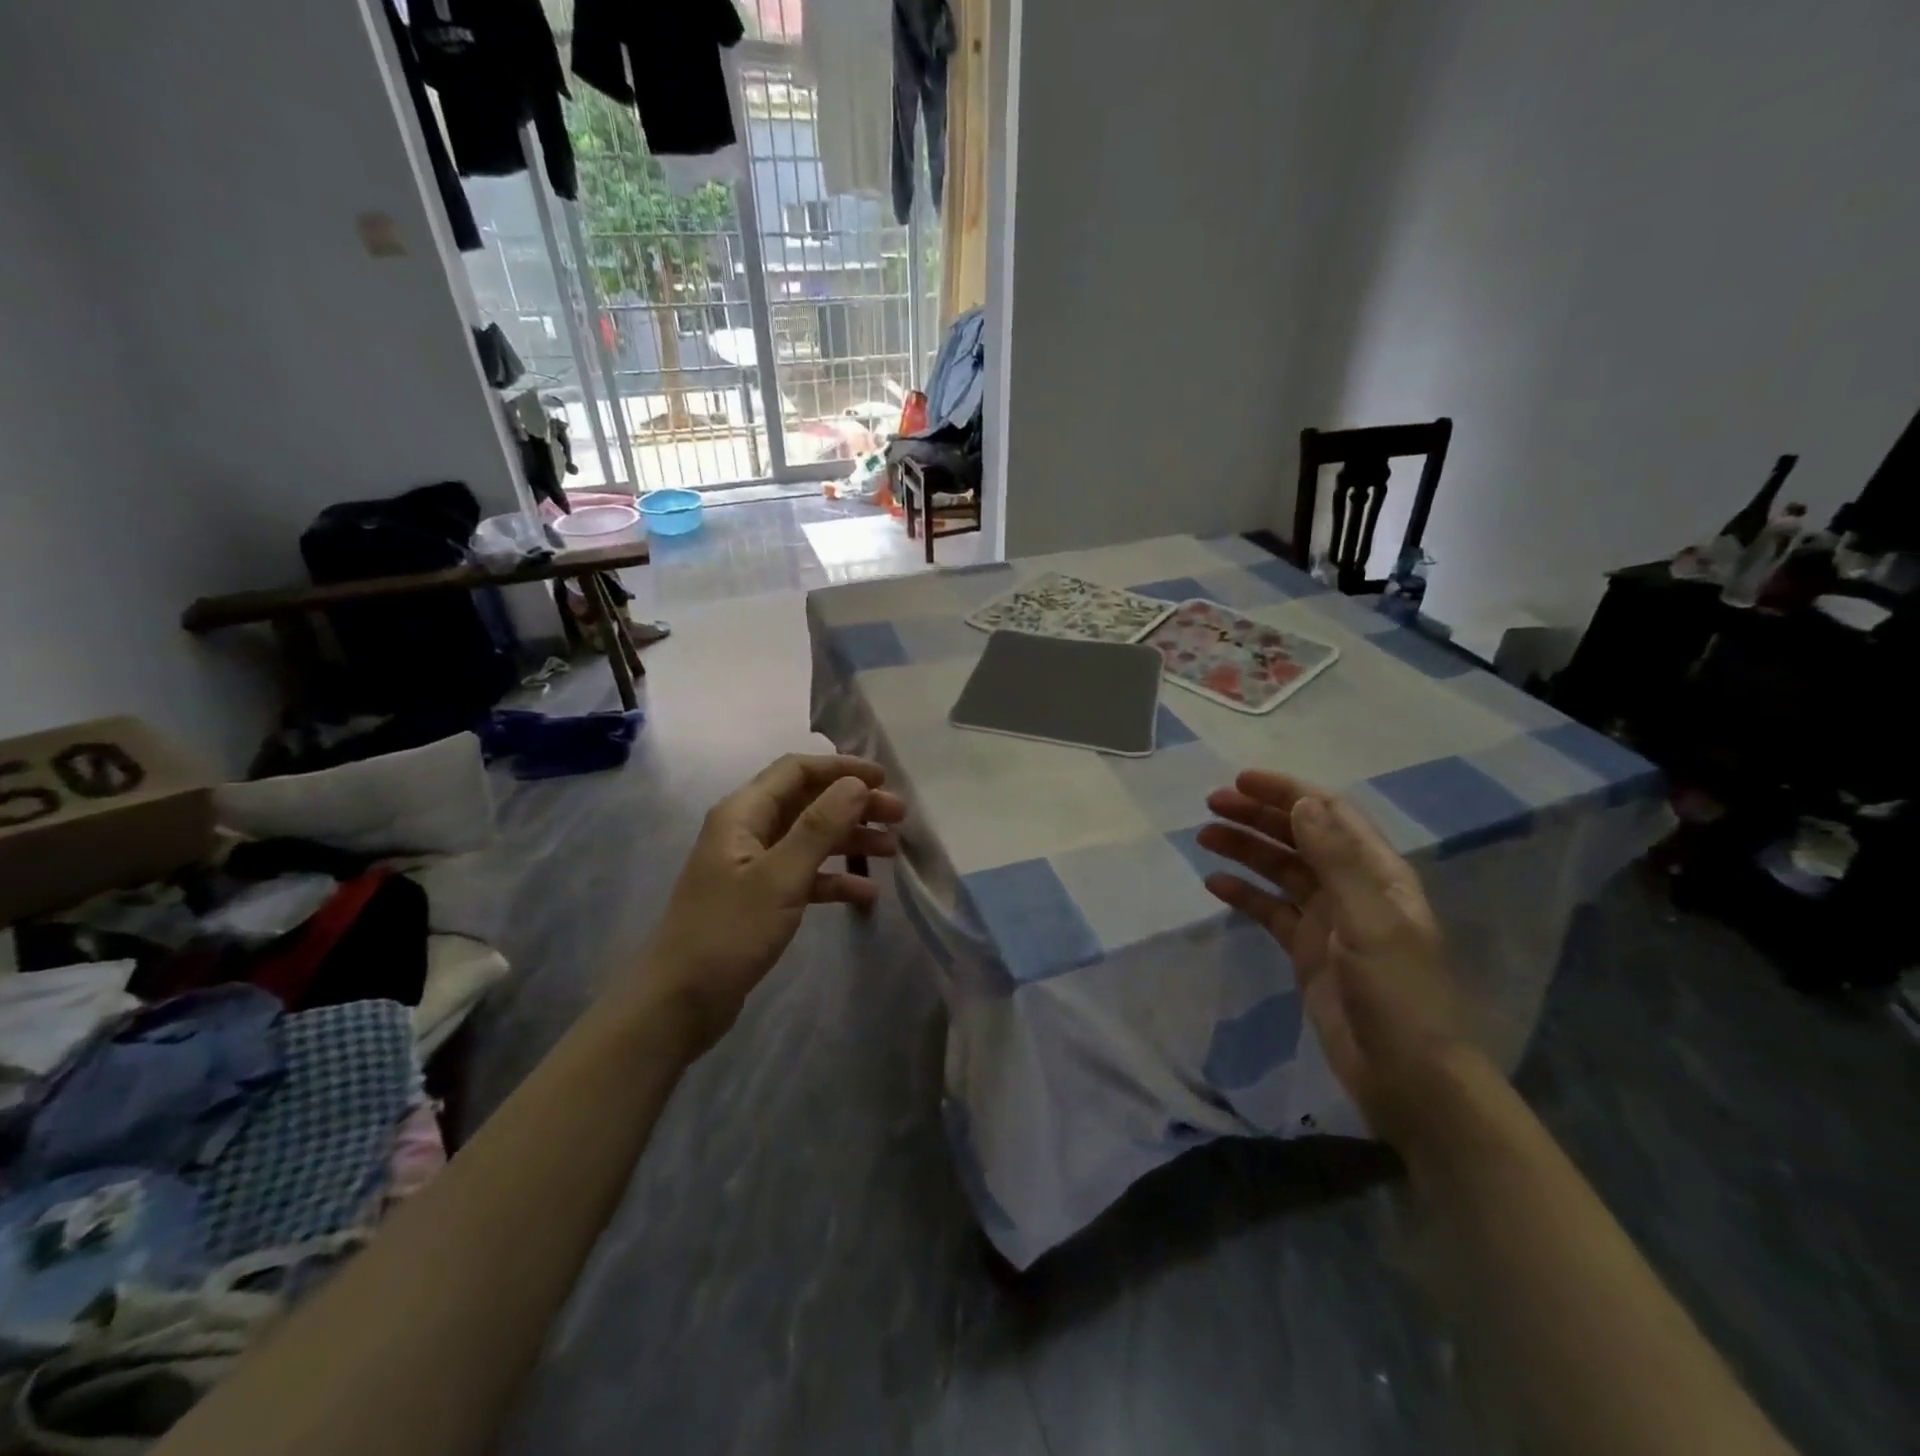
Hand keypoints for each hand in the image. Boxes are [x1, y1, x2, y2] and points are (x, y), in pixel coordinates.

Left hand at [639, 753, 905, 1048]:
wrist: (678, 1002)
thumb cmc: (728, 932)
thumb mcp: (780, 877)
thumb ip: (820, 826)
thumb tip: (857, 783)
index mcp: (743, 813)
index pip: (797, 770)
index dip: (841, 769)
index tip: (884, 779)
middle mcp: (746, 830)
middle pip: (808, 802)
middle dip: (853, 805)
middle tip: (898, 817)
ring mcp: (752, 866)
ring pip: (810, 839)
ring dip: (850, 840)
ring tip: (892, 850)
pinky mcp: (759, 899)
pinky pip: (804, 875)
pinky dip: (834, 878)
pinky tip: (866, 893)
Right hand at [1198, 770, 1475, 1146]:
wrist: (1409, 1079)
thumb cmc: (1399, 995)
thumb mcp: (1371, 922)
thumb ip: (1337, 860)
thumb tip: (1303, 802)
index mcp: (1377, 873)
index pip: (1330, 814)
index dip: (1287, 792)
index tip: (1241, 782)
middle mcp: (1352, 888)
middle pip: (1300, 837)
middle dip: (1258, 816)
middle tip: (1211, 805)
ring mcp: (1327, 920)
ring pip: (1280, 870)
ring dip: (1245, 850)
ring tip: (1204, 837)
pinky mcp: (1306, 950)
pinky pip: (1270, 910)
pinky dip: (1244, 894)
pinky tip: (1215, 884)